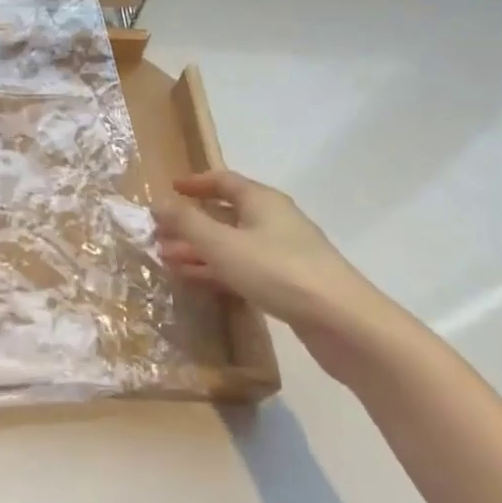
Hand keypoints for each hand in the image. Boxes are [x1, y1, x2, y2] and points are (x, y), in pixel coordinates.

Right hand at [152, 170, 410, 379]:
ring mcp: (282, 253)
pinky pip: (243, 267)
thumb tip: (158, 202)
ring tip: (166, 258)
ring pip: (232, 243)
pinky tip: (194, 279)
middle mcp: (273, 220)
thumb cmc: (277, 270)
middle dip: (191, 222)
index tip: (170, 190)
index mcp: (261, 201)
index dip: (195, 183)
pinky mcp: (287, 283)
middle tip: (159, 232)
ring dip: (200, 249)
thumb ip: (187, 222)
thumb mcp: (222, 244)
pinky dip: (217, 269)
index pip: (223, 180)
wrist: (343, 322)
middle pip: (226, 213)